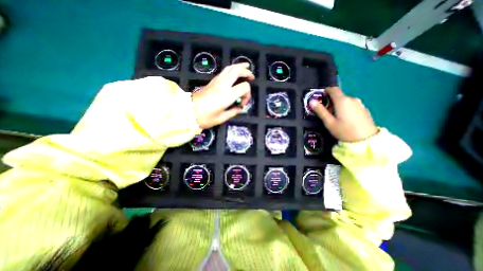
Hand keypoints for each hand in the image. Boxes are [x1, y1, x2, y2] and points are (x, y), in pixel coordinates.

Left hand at [192, 62, 254, 127]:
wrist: (187, 112)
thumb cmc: (205, 118)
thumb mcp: (221, 118)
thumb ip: (233, 112)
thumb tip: (240, 109)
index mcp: (227, 95)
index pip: (244, 87)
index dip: (247, 95)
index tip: (242, 104)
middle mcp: (222, 85)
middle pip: (237, 71)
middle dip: (246, 71)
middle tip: (251, 76)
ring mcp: (216, 82)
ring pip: (229, 68)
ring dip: (239, 66)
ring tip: (246, 67)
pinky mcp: (211, 82)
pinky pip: (223, 71)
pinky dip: (231, 69)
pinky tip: (233, 73)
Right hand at [312, 87, 378, 142]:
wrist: (366, 140)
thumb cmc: (344, 131)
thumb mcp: (329, 122)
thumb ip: (320, 111)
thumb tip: (312, 102)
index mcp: (342, 101)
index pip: (333, 89)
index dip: (326, 91)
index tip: (320, 96)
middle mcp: (352, 99)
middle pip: (339, 96)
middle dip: (331, 101)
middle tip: (325, 111)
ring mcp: (359, 104)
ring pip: (345, 101)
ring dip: (338, 105)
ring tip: (334, 117)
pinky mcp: (364, 109)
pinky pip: (351, 105)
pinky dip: (345, 108)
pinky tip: (344, 119)